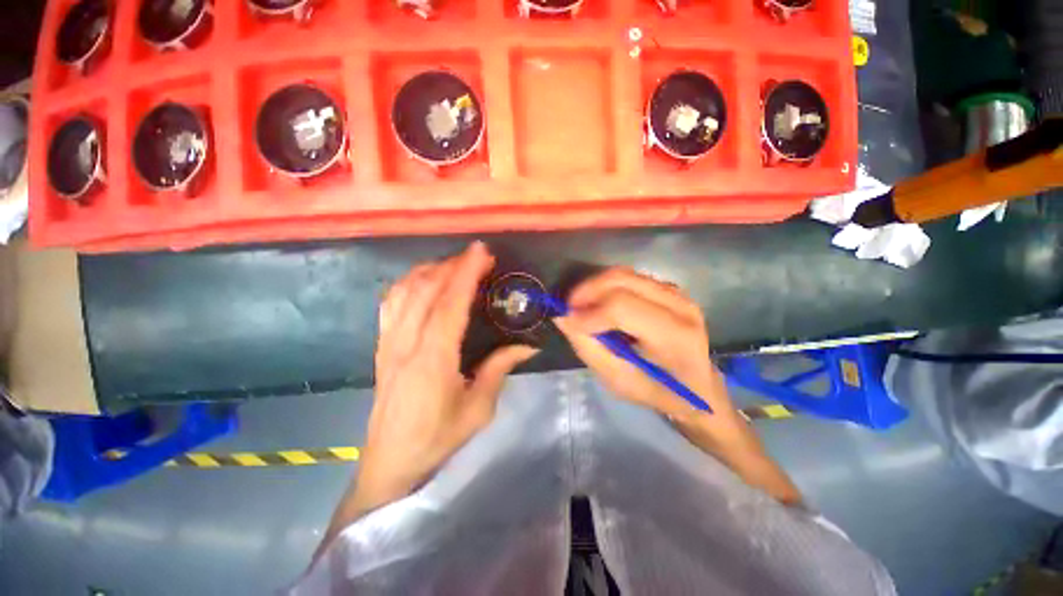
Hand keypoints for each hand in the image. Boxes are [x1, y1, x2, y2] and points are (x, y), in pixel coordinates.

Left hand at [351, 242, 537, 516]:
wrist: (390, 461)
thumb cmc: (438, 438)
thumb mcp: (479, 409)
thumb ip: (500, 369)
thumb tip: (528, 345)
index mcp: (433, 358)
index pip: (450, 303)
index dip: (466, 273)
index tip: (481, 252)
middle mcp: (406, 342)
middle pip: (427, 289)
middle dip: (453, 265)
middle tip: (477, 257)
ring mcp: (388, 341)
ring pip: (405, 290)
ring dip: (431, 270)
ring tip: (454, 265)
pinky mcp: (381, 345)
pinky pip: (390, 303)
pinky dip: (408, 283)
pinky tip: (423, 281)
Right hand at [554, 268, 801, 504]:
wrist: (699, 386)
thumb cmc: (659, 391)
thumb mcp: (618, 381)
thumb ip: (589, 347)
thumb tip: (563, 318)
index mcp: (673, 336)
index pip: (621, 307)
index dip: (588, 311)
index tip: (567, 320)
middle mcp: (679, 305)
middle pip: (621, 280)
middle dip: (587, 290)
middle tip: (569, 308)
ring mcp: (677, 293)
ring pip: (624, 274)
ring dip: (595, 286)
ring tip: (581, 305)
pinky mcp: (670, 288)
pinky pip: (630, 277)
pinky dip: (607, 286)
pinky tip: (599, 303)